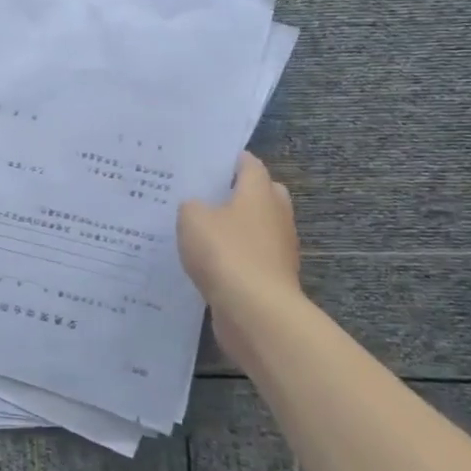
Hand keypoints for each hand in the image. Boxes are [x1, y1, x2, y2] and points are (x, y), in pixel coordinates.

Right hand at [178, 153, 302, 350]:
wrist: (255, 310)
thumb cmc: (225, 252)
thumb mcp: (192, 218)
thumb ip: (191, 206)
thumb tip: (197, 208)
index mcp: (259, 193)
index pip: (250, 165)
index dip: (231, 160)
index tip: (210, 160)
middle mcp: (275, 216)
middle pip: (263, 195)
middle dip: (240, 192)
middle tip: (207, 194)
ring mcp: (278, 250)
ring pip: (258, 228)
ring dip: (237, 228)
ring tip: (202, 230)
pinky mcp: (272, 278)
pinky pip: (251, 257)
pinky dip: (235, 257)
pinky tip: (209, 262)